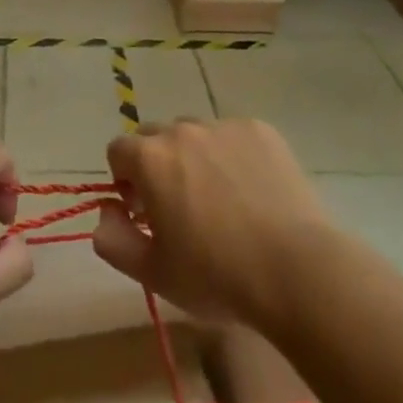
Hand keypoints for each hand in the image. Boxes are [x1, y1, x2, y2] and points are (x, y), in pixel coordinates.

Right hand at [91, 119, 331, 330]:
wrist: (296, 270)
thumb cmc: (216, 276)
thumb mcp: (152, 273)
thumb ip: (112, 239)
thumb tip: (107, 211)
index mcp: (150, 158)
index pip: (118, 151)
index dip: (126, 181)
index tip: (145, 213)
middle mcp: (183, 130)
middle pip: (156, 137)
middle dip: (158, 165)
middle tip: (181, 208)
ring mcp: (225, 126)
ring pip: (196, 134)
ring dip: (196, 157)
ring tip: (222, 199)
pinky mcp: (262, 131)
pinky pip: (234, 136)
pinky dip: (234, 156)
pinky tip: (253, 192)